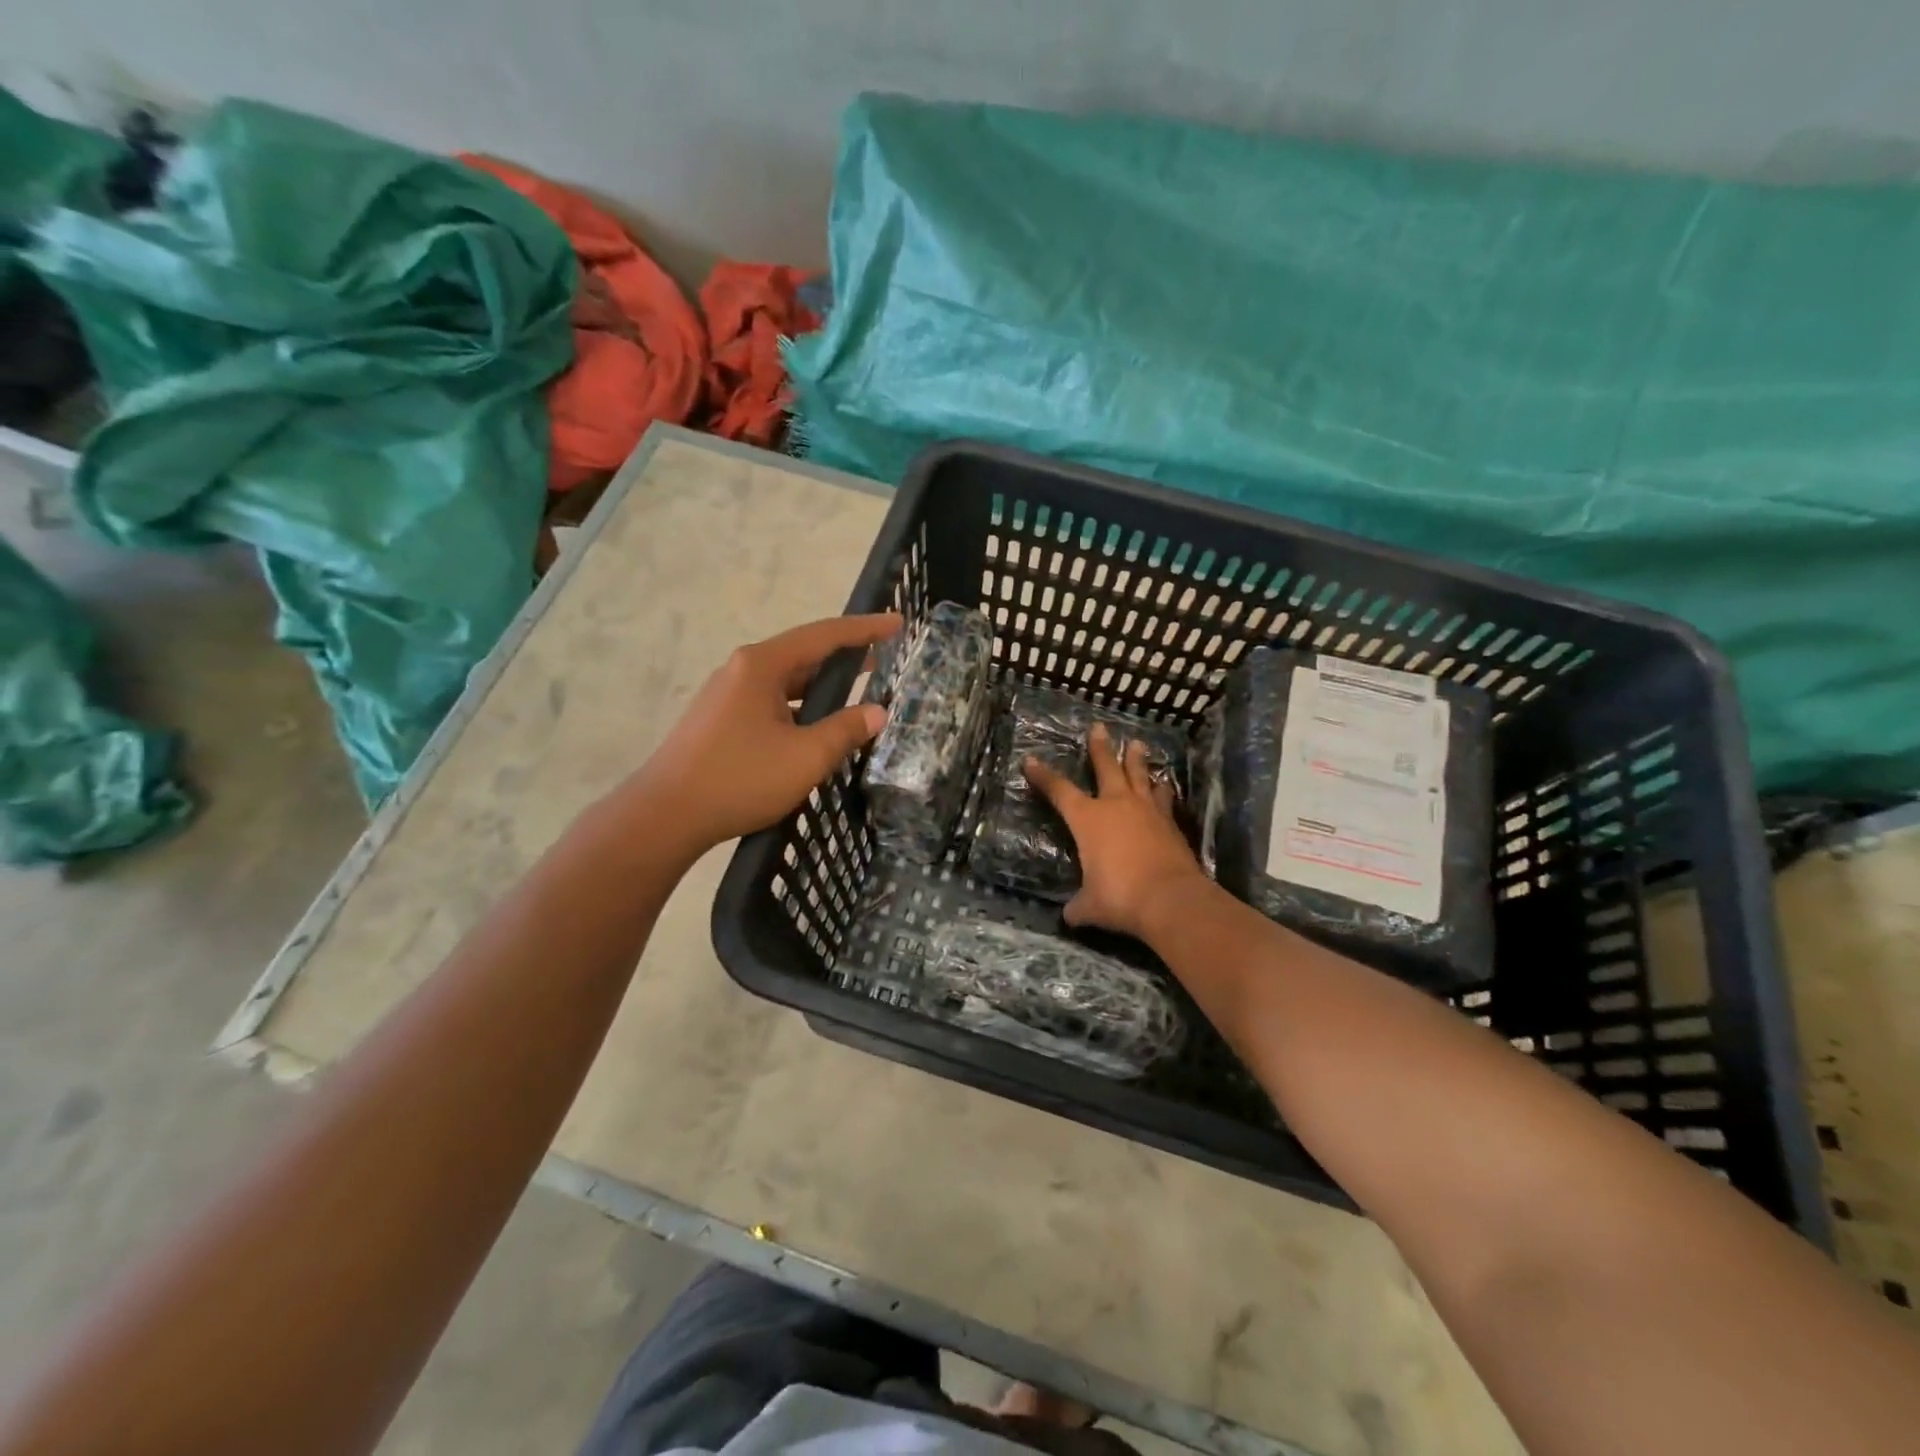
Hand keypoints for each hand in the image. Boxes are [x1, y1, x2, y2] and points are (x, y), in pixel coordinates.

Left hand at [633, 613, 900, 857]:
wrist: (665, 815)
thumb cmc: (739, 779)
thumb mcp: (806, 756)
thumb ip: (846, 730)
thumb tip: (877, 712)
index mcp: (762, 665)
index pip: (824, 635)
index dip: (865, 629)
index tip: (897, 623)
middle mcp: (742, 669)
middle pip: (803, 653)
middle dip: (844, 656)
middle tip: (883, 659)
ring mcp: (727, 695)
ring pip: (785, 680)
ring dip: (821, 685)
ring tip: (855, 693)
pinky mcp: (719, 720)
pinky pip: (770, 701)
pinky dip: (800, 705)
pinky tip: (814, 727)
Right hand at [1024, 722, 1208, 939]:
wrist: (1171, 899)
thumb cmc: (1120, 897)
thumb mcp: (1089, 906)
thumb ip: (1078, 906)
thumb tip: (1071, 916)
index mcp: (1088, 819)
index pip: (1059, 791)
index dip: (1043, 775)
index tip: (1030, 760)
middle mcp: (1116, 805)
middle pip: (1106, 767)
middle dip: (1100, 747)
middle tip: (1099, 727)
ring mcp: (1147, 811)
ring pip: (1140, 776)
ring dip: (1137, 760)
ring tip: (1138, 744)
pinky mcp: (1170, 824)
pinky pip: (1163, 798)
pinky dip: (1161, 790)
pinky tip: (1164, 786)